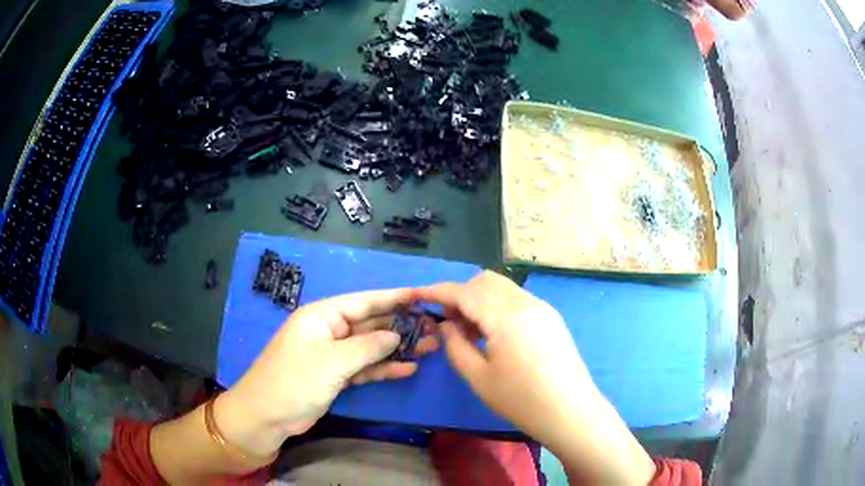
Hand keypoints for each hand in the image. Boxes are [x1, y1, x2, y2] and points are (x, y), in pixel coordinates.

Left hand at [215, 288, 438, 457]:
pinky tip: (407, 369)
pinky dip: (383, 368)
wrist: (267, 416)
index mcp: (323, 315)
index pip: (364, 301)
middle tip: (434, 328)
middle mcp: (329, 331)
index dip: (394, 298)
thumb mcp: (332, 361)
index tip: (423, 296)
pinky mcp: (336, 376)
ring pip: (371, 347)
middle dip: (401, 326)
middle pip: (371, 324)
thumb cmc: (295, 380)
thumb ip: (368, 346)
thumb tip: (395, 335)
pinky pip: (364, 368)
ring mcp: (333, 355)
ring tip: (430, 348)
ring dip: (397, 348)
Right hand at [419, 271, 595, 445]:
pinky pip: (517, 299)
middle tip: (448, 320)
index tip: (419, 295)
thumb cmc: (521, 399)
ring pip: (502, 288)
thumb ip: (455, 346)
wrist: (570, 411)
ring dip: (480, 299)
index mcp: (506, 316)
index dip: (438, 291)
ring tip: (470, 330)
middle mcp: (526, 302)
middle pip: (485, 281)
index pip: (465, 292)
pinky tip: (495, 333)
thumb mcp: (478, 377)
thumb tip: (446, 325)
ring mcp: (542, 307)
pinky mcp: (551, 317)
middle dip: (461, 293)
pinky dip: (498, 306)